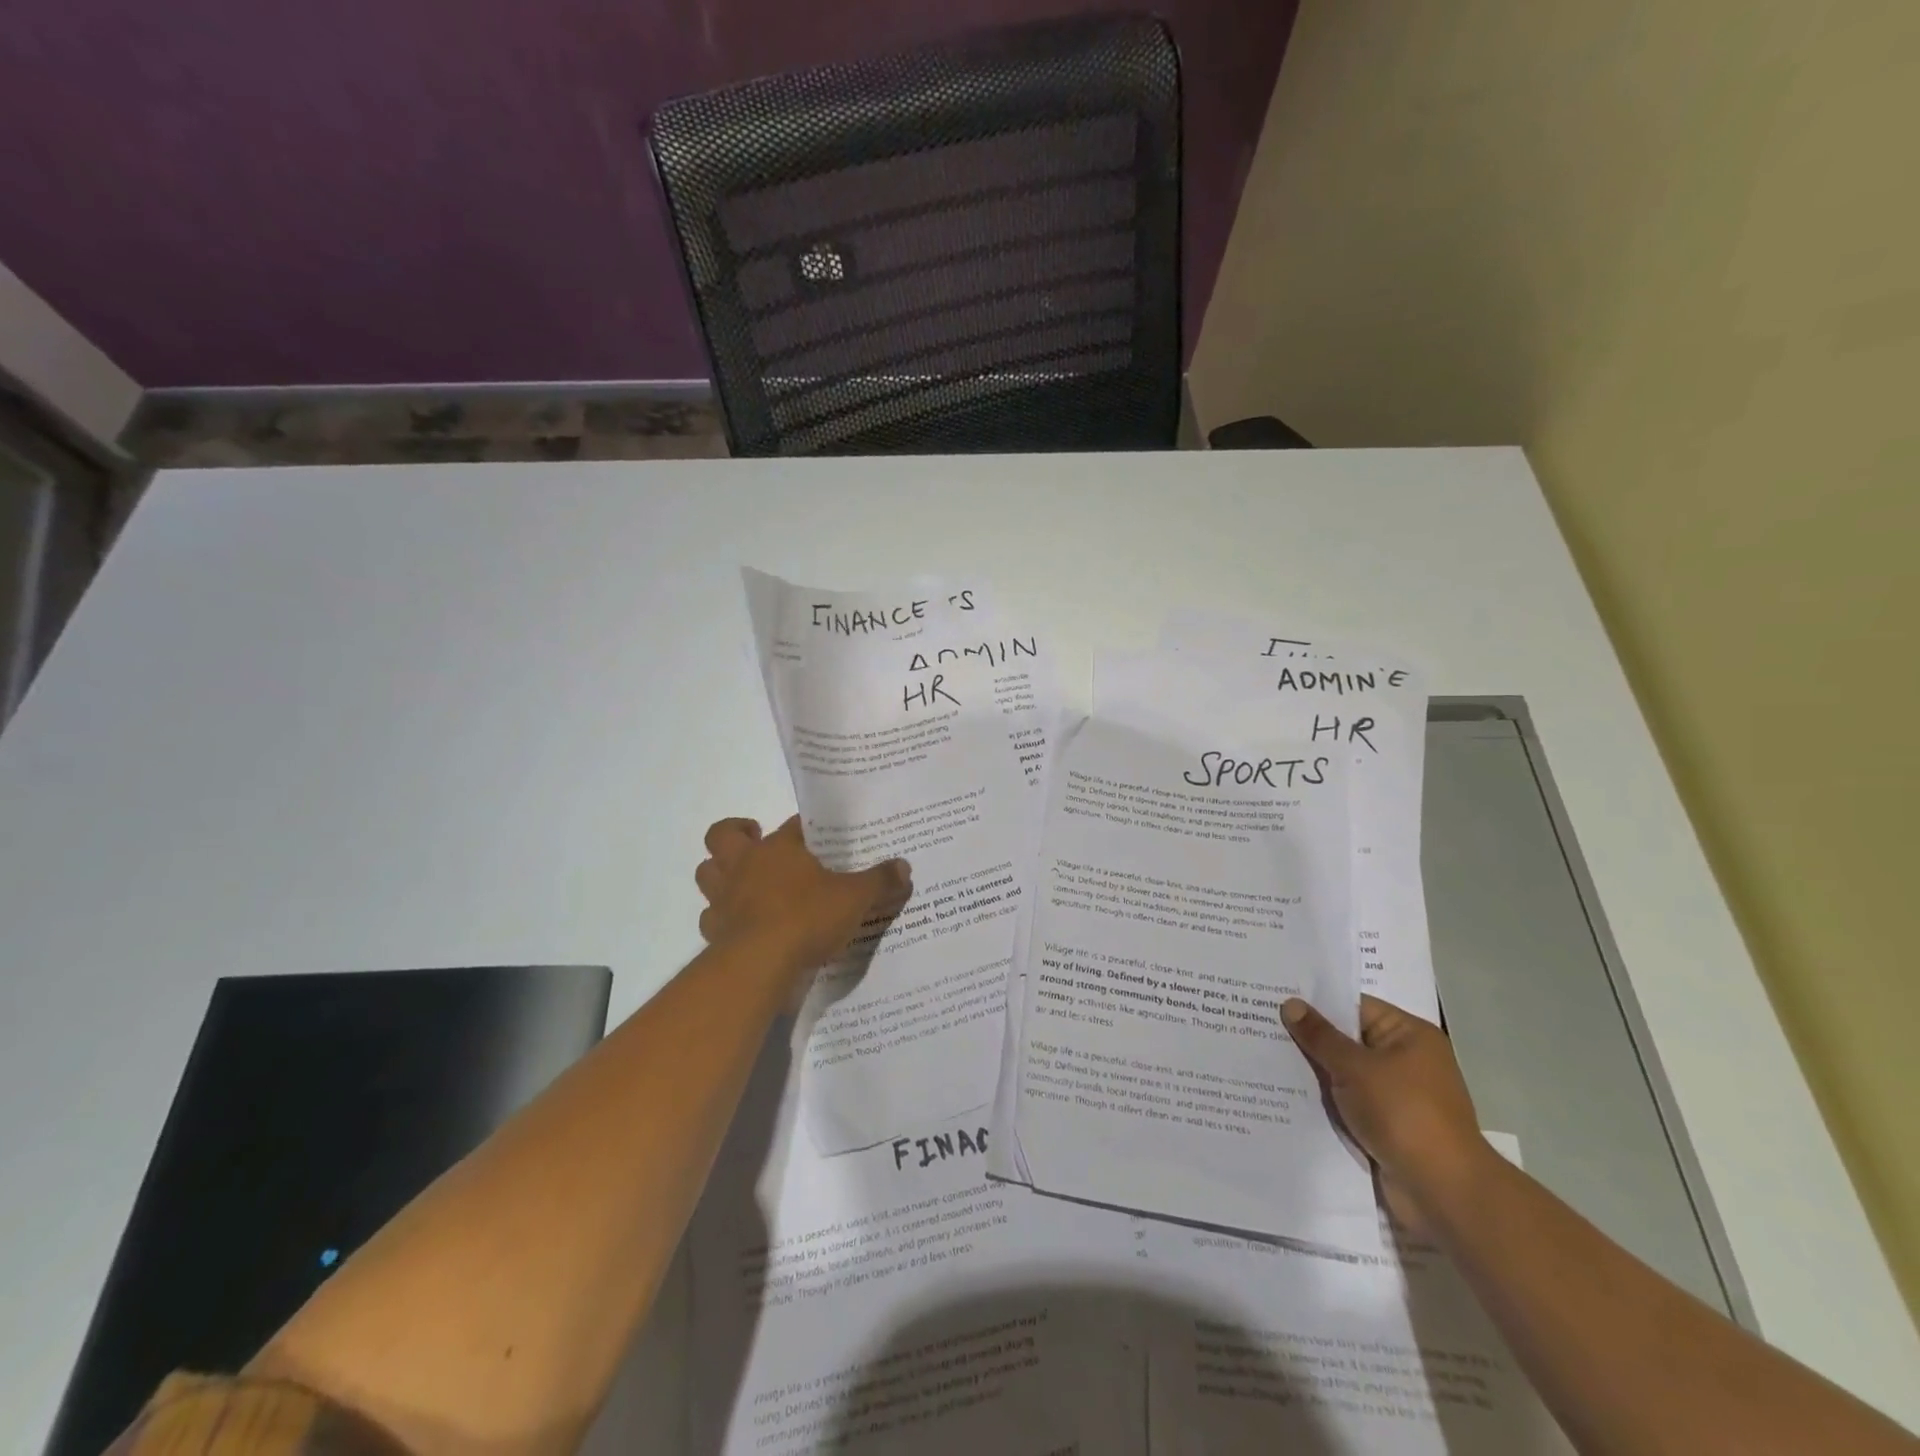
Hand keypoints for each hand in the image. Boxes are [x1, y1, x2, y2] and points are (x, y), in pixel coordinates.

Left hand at [695, 816, 910, 984]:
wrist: (759, 964)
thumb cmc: (807, 917)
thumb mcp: (855, 898)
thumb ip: (880, 881)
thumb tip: (904, 866)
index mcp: (778, 848)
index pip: (791, 825)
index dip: (804, 828)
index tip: (817, 836)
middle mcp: (745, 865)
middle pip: (723, 836)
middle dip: (736, 833)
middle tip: (756, 840)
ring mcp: (724, 898)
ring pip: (707, 872)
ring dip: (720, 872)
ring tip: (744, 880)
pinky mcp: (714, 931)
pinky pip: (710, 917)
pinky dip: (721, 917)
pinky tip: (741, 924)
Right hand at [1282, 994, 1491, 1226]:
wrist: (1442, 1191)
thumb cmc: (1403, 1114)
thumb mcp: (1355, 1068)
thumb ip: (1320, 1036)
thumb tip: (1290, 1003)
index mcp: (1408, 1035)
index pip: (1354, 1006)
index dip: (1315, 1002)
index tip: (1274, 995)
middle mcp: (1405, 1060)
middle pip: (1346, 1039)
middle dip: (1308, 1037)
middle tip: (1259, 1023)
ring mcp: (1395, 1095)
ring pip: (1343, 1073)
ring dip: (1312, 1071)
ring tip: (1263, 1055)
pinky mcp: (1385, 1125)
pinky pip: (1346, 1101)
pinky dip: (1323, 1099)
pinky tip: (1284, 1093)